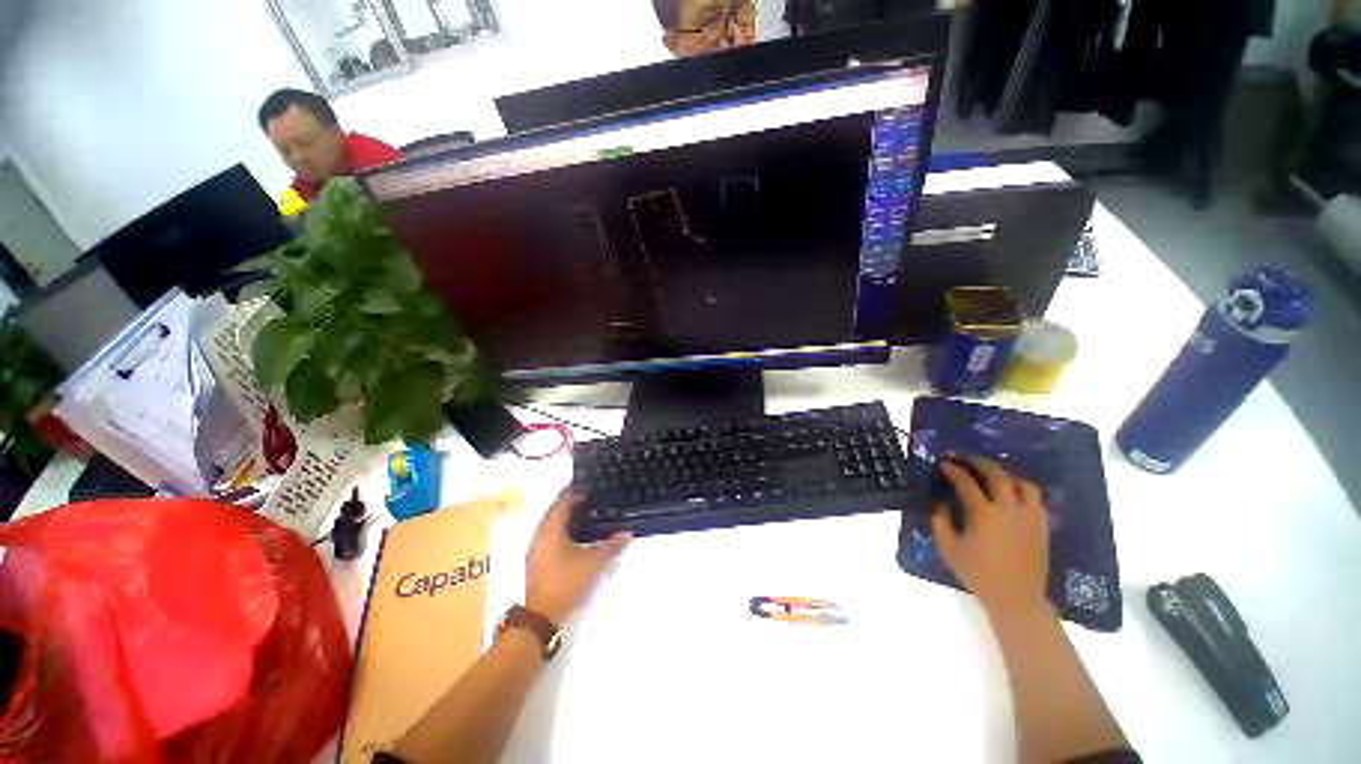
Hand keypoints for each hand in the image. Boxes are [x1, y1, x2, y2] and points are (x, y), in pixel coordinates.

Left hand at [525, 491, 631, 624]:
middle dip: (571, 501)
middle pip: (555, 509)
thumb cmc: (566, 583)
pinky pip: (549, 532)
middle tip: (591, 497)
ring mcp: (536, 546)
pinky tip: (575, 533)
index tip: (591, 486)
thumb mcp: (593, 564)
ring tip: (586, 511)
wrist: (541, 615)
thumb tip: (628, 533)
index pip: (563, 501)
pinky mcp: (536, 557)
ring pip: (551, 522)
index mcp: (551, 529)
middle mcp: (540, 534)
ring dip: (566, 514)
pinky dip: (561, 527)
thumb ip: (611, 546)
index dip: (576, 492)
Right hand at [931, 456, 1051, 617]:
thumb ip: (940, 522)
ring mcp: (1030, 517)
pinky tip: (1013, 495)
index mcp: (984, 514)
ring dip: (1006, 475)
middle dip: (980, 463)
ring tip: (994, 475)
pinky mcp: (1042, 526)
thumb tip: (941, 503)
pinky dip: (1022, 490)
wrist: (1016, 598)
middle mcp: (1010, 509)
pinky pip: (1036, 499)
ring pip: (1023, 484)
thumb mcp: (948, 549)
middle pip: (997, 475)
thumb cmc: (978, 573)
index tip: (944, 464)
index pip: (967, 483)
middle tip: (967, 459)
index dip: (954, 471)